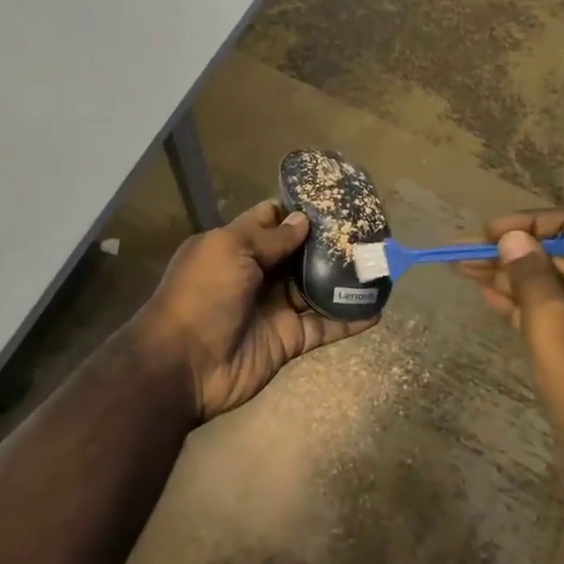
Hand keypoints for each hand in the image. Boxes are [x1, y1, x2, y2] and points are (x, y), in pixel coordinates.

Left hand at [138, 199, 377, 420]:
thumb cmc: (202, 294)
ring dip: (344, 278)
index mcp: (235, 246)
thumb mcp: (229, 250)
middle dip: (329, 242)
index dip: (298, 209)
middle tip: (368, 229)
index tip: (333, 198)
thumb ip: (269, 238)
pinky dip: (349, 319)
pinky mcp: (289, 340)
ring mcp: (274, 308)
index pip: (270, 219)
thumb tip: (302, 221)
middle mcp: (257, 274)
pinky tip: (377, 308)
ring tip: (380, 263)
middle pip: (299, 253)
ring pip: (315, 288)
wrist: (183, 365)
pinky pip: (324, 326)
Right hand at [461, 210, 563, 485]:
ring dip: (514, 278)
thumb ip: (528, 270)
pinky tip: (490, 297)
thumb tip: (512, 237)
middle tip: (465, 254)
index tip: (488, 232)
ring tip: (464, 271)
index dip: (528, 222)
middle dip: (513, 254)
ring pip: (559, 284)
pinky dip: (530, 304)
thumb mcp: (549, 317)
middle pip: (563, 255)